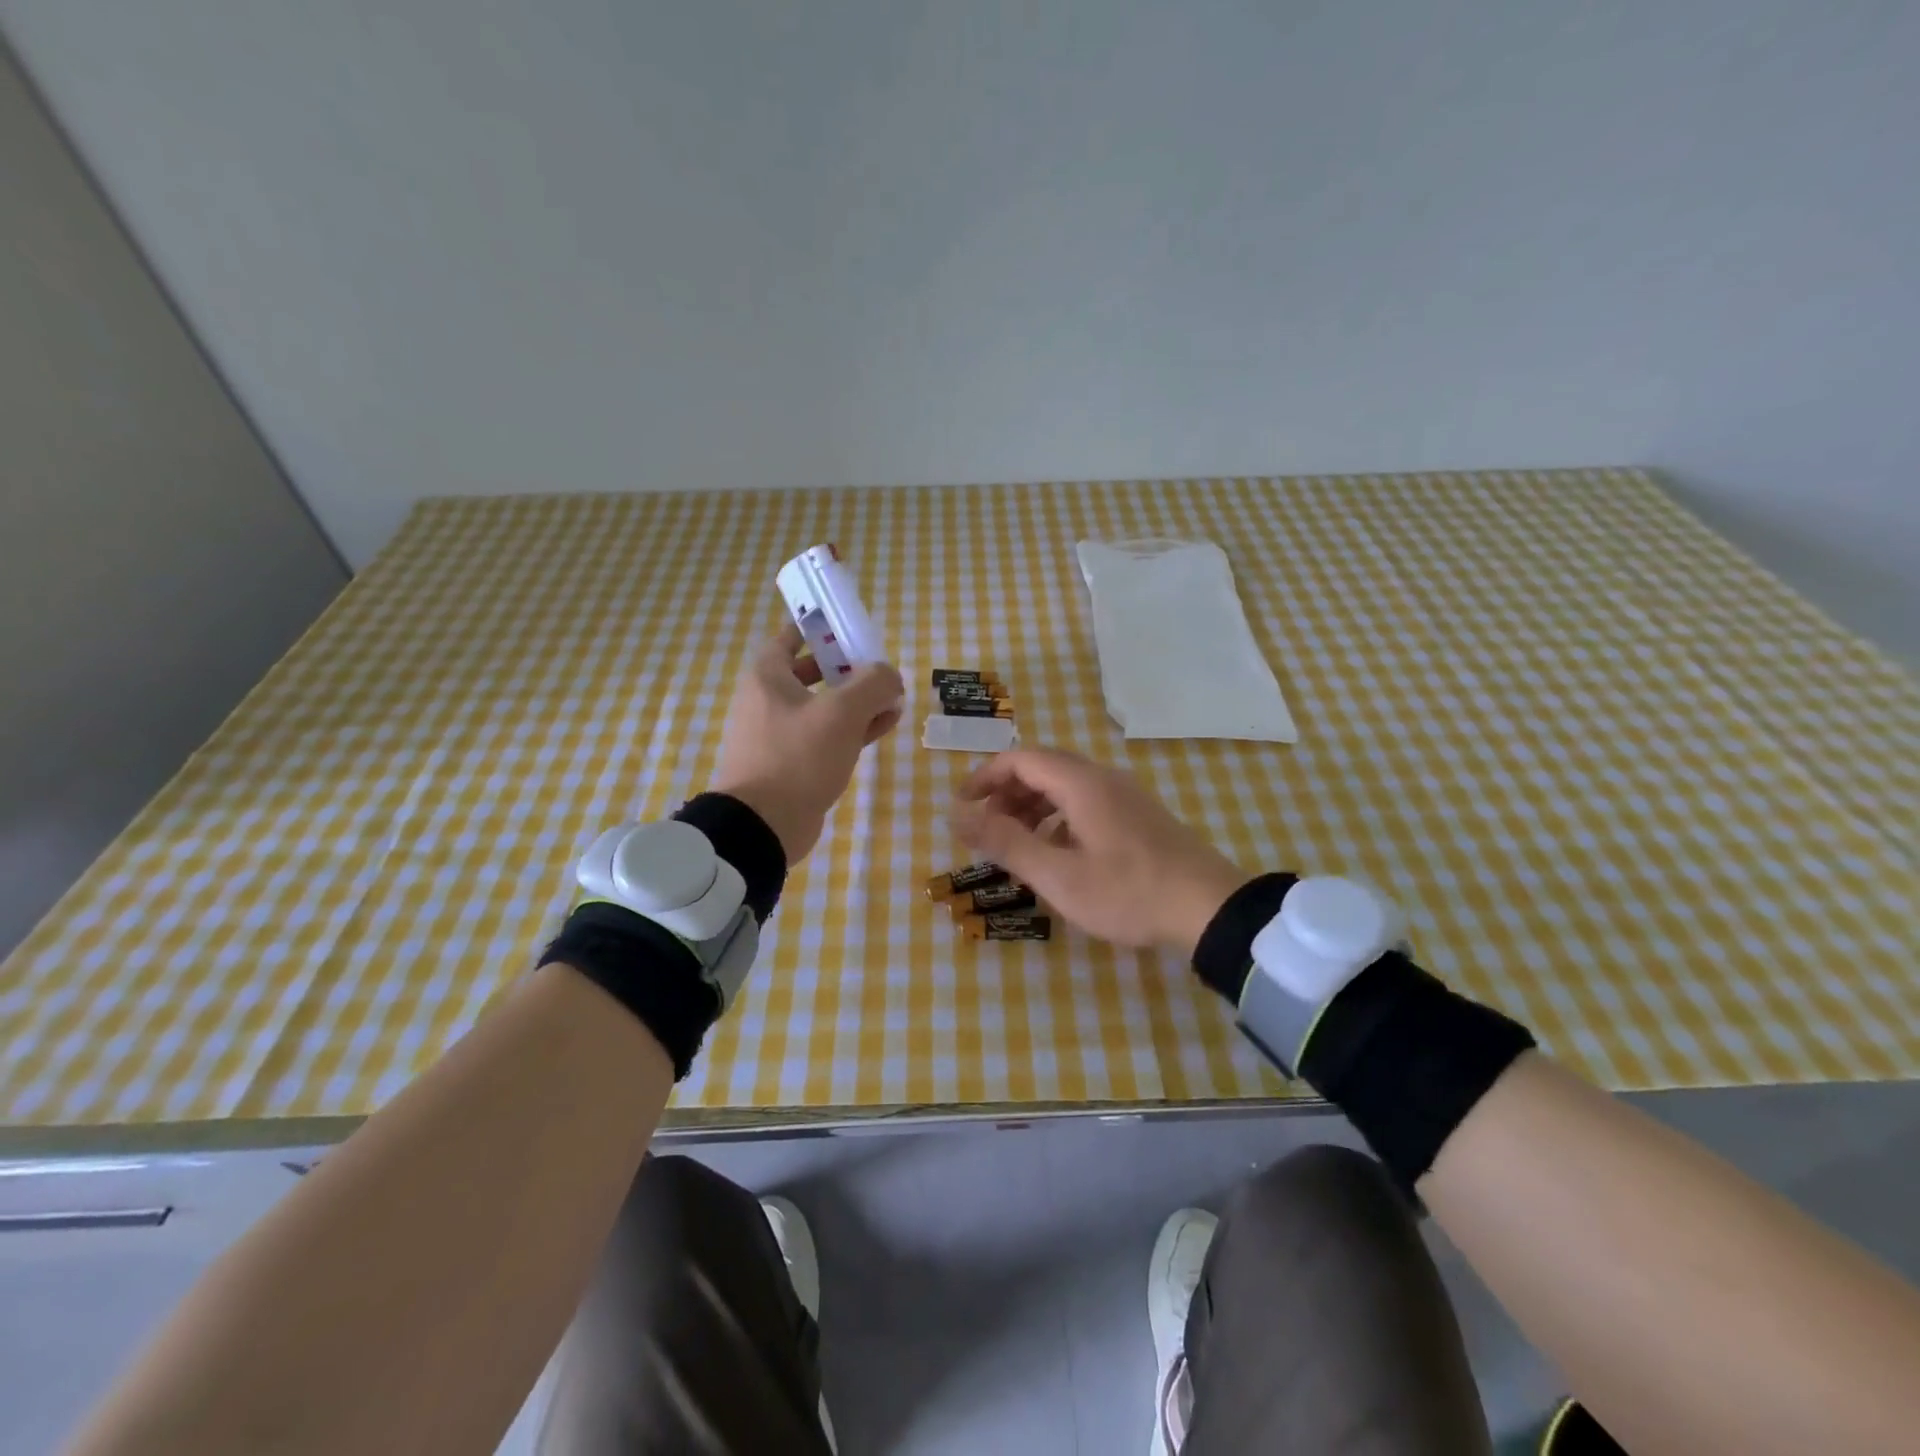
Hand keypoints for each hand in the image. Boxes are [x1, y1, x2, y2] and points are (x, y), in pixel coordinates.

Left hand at [710, 624, 903, 861]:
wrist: (763, 825)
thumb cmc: (797, 756)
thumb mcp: (842, 713)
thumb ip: (872, 684)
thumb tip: (890, 676)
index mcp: (767, 678)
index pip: (788, 637)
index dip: (817, 628)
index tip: (846, 625)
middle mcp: (768, 701)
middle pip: (810, 672)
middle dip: (847, 668)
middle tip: (879, 667)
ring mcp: (779, 735)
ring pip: (823, 707)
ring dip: (856, 701)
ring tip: (893, 699)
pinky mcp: (792, 764)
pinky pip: (826, 736)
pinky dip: (853, 729)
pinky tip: (884, 726)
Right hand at [953, 747, 1249, 954]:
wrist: (1210, 908)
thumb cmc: (1128, 892)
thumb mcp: (1058, 875)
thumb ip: (1005, 843)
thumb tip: (957, 816)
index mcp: (1081, 783)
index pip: (1020, 759)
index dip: (985, 777)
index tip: (962, 806)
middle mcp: (1104, 778)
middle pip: (1043, 768)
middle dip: (1007, 793)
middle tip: (986, 829)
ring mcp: (1126, 796)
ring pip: (1066, 785)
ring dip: (1032, 805)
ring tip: (1016, 843)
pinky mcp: (1139, 816)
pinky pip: (1086, 802)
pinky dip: (1058, 817)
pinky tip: (1058, 852)